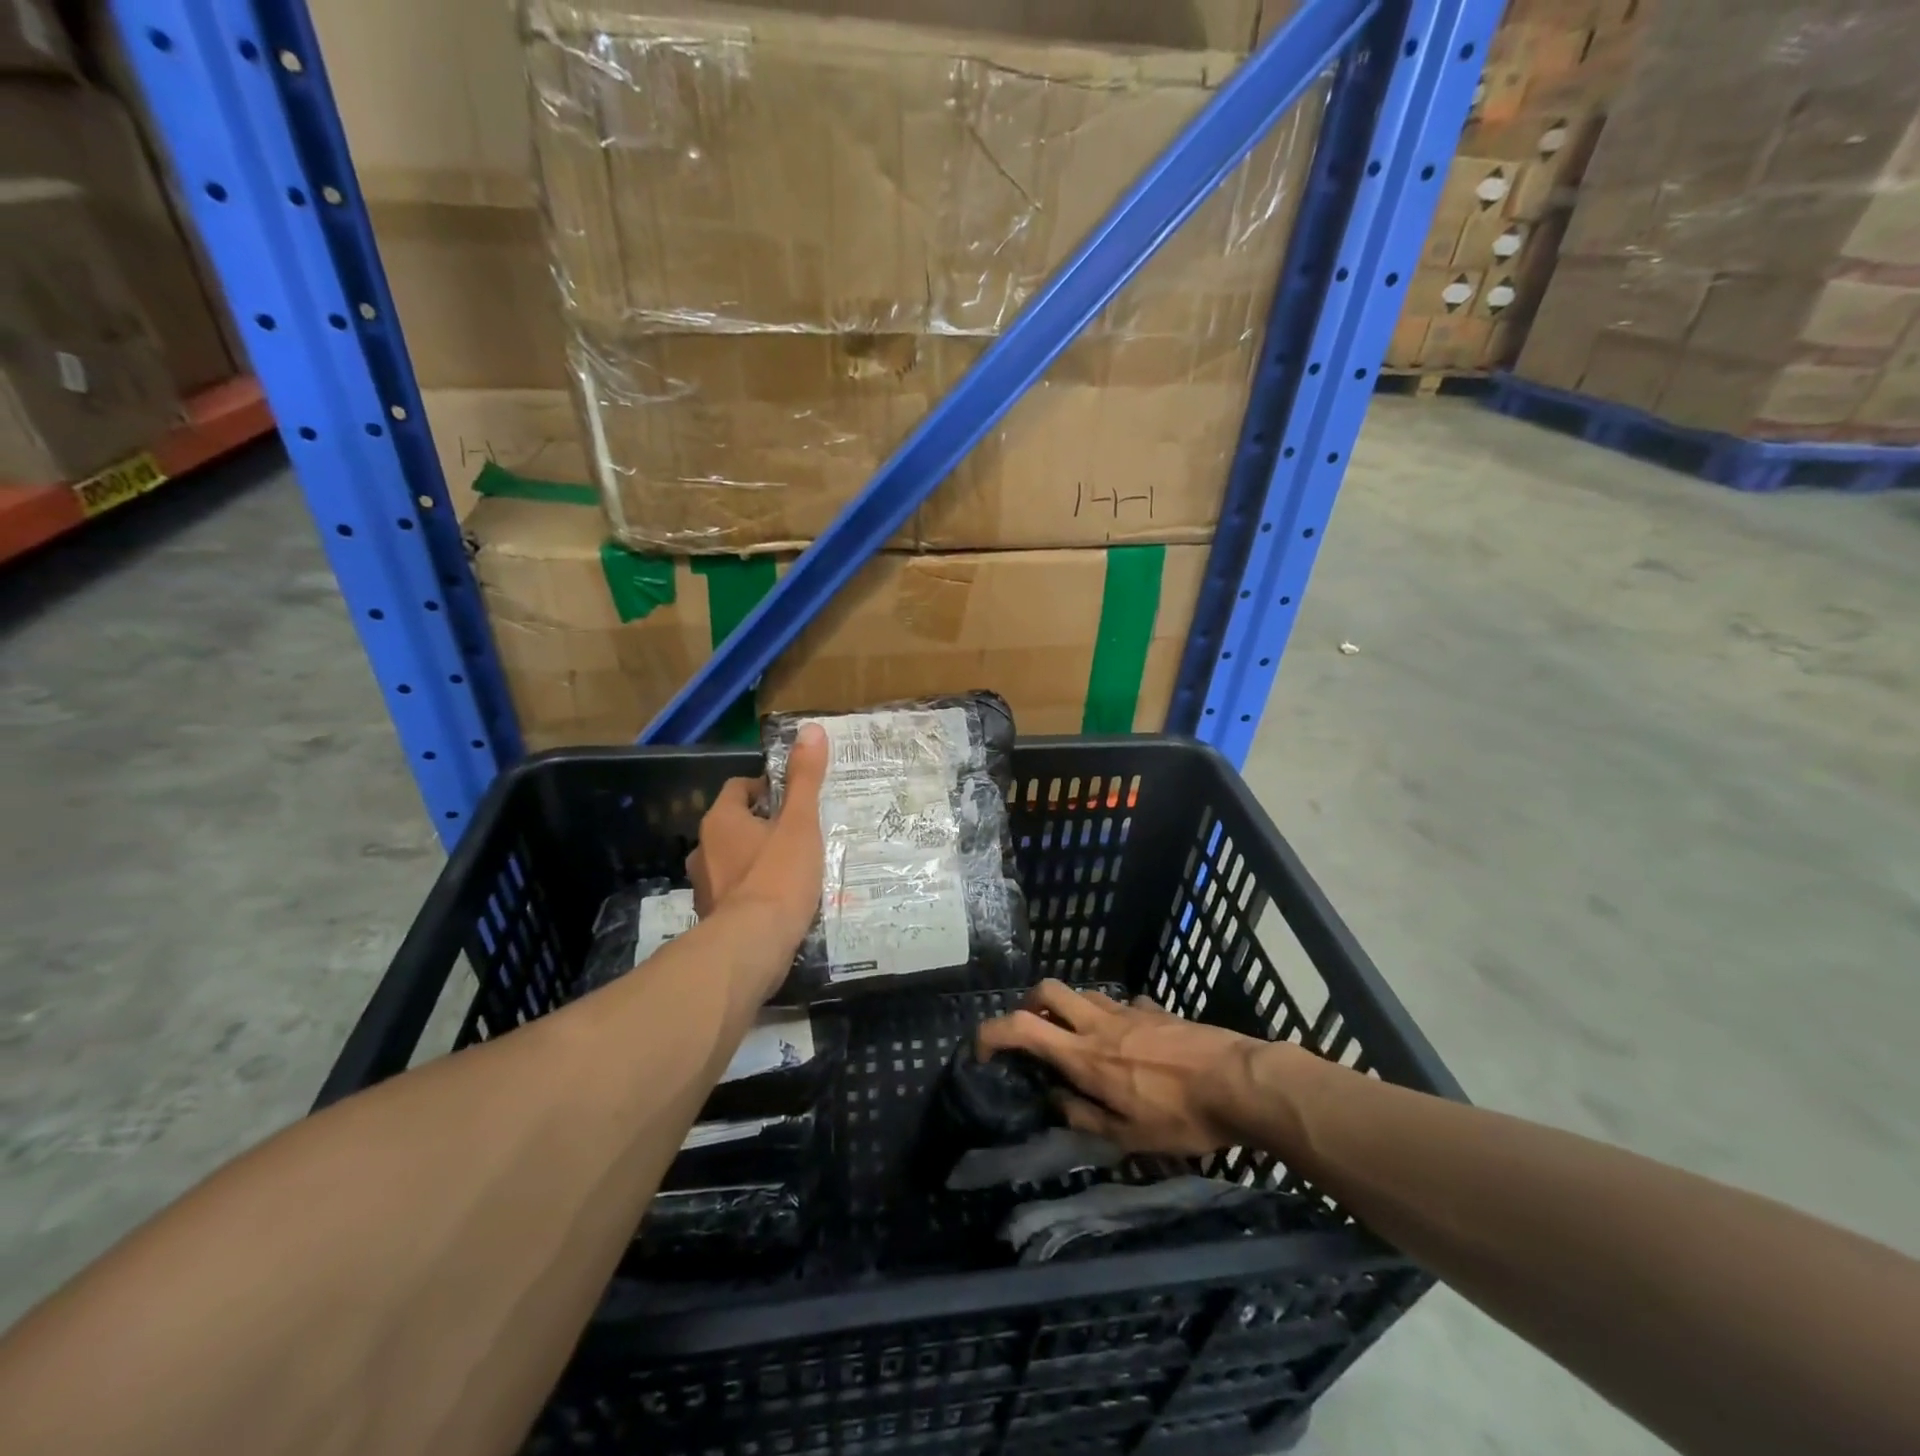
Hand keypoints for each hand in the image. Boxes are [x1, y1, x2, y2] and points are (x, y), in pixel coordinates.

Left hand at [687, 724, 828, 945]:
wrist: (752, 946)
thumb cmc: (778, 876)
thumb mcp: (799, 822)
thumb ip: (805, 778)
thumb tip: (811, 729)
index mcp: (720, 820)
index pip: (739, 788)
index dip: (767, 789)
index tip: (795, 802)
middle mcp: (703, 848)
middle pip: (735, 825)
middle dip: (763, 827)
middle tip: (799, 834)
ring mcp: (704, 886)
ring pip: (733, 860)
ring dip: (757, 860)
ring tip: (793, 869)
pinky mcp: (712, 918)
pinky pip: (735, 892)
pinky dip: (753, 891)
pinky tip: (780, 902)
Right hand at [976, 980, 1272, 1155]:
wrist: (1239, 1082)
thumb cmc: (1180, 1117)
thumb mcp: (1128, 1137)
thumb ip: (1084, 1117)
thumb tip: (1055, 1099)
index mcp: (1084, 1055)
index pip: (1022, 1027)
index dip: (991, 1032)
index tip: (981, 1049)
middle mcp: (1098, 1023)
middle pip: (1046, 990)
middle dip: (1029, 1004)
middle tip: (1034, 1034)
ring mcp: (1128, 1011)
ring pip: (1084, 993)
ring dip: (1070, 1009)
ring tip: (1080, 1040)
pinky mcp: (1156, 1009)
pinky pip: (1124, 1004)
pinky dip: (1115, 1017)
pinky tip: (1131, 1040)